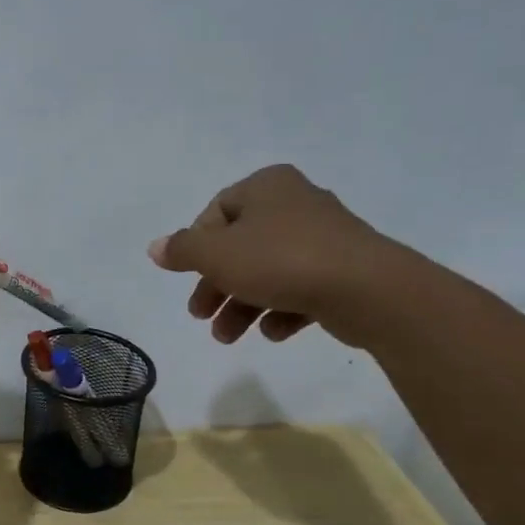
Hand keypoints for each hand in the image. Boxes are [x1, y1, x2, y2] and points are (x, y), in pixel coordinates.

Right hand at [148, 165, 402, 345]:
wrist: (368, 290)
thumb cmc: (280, 260)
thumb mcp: (216, 254)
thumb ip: (182, 250)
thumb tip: (156, 247)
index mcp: (266, 186)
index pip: (216, 212)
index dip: (197, 247)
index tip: (189, 276)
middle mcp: (296, 203)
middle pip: (240, 246)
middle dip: (216, 285)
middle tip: (199, 315)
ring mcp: (325, 237)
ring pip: (268, 271)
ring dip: (242, 306)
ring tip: (228, 337)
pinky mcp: (345, 270)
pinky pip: (301, 288)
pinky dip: (281, 310)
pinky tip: (274, 333)